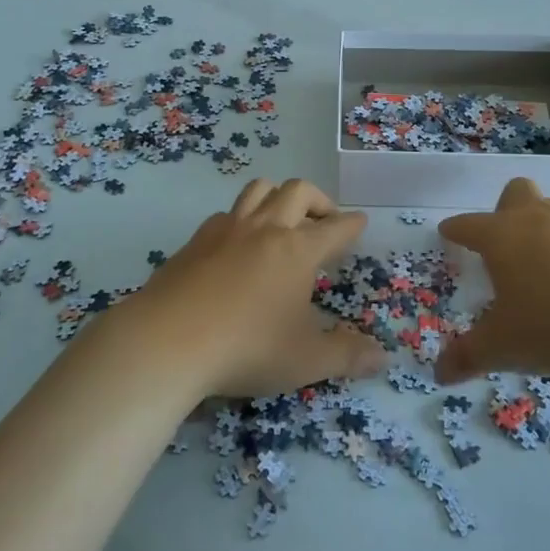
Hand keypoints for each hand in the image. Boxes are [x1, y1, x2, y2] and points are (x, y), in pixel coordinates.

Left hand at [106, 178, 383, 398]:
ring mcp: (226, 230)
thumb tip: (382, 358)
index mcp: (298, 250)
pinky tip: (237, 243)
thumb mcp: (305, 360)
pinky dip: (241, 218)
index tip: (360, 222)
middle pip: (297, 191)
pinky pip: (226, 213)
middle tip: (325, 221)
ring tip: (283, 219)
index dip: (352, 224)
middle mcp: (265, 229)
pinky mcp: (195, 241)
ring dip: (278, 196)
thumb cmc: (246, 348)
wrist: (167, 340)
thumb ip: (346, 356)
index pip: (335, 228)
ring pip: (258, 190)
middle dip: (318, 200)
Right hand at [434, 177, 549, 383]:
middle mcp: (535, 219)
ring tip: (544, 263)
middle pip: (515, 194)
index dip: (455, 230)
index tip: (447, 232)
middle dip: (505, 210)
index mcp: (501, 236)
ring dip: (543, 228)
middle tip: (504, 241)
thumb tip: (439, 373)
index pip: (468, 225)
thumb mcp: (506, 346)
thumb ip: (470, 356)